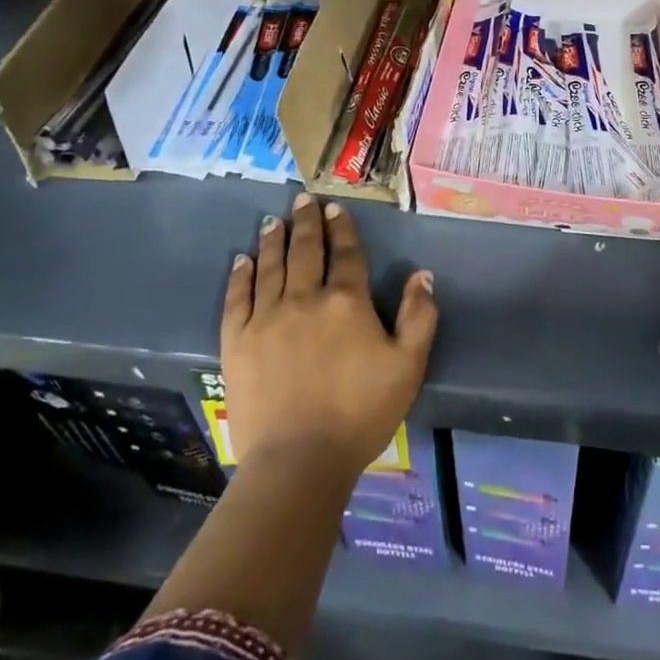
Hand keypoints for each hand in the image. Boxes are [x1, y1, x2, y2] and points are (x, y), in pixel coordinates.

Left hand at [222, 193, 438, 480]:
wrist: (299, 460)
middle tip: (303, 199)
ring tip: (274, 220)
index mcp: (347, 301)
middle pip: (305, 250)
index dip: (342, 228)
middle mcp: (305, 298)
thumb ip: (420, 316)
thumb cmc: (361, 413)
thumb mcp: (408, 366)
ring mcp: (266, 318)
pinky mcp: (237, 341)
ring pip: (270, 266)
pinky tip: (243, 259)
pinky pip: (237, 297)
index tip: (335, 209)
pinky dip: (240, 275)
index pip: (345, 253)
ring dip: (274, 239)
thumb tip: (422, 274)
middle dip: (306, 222)